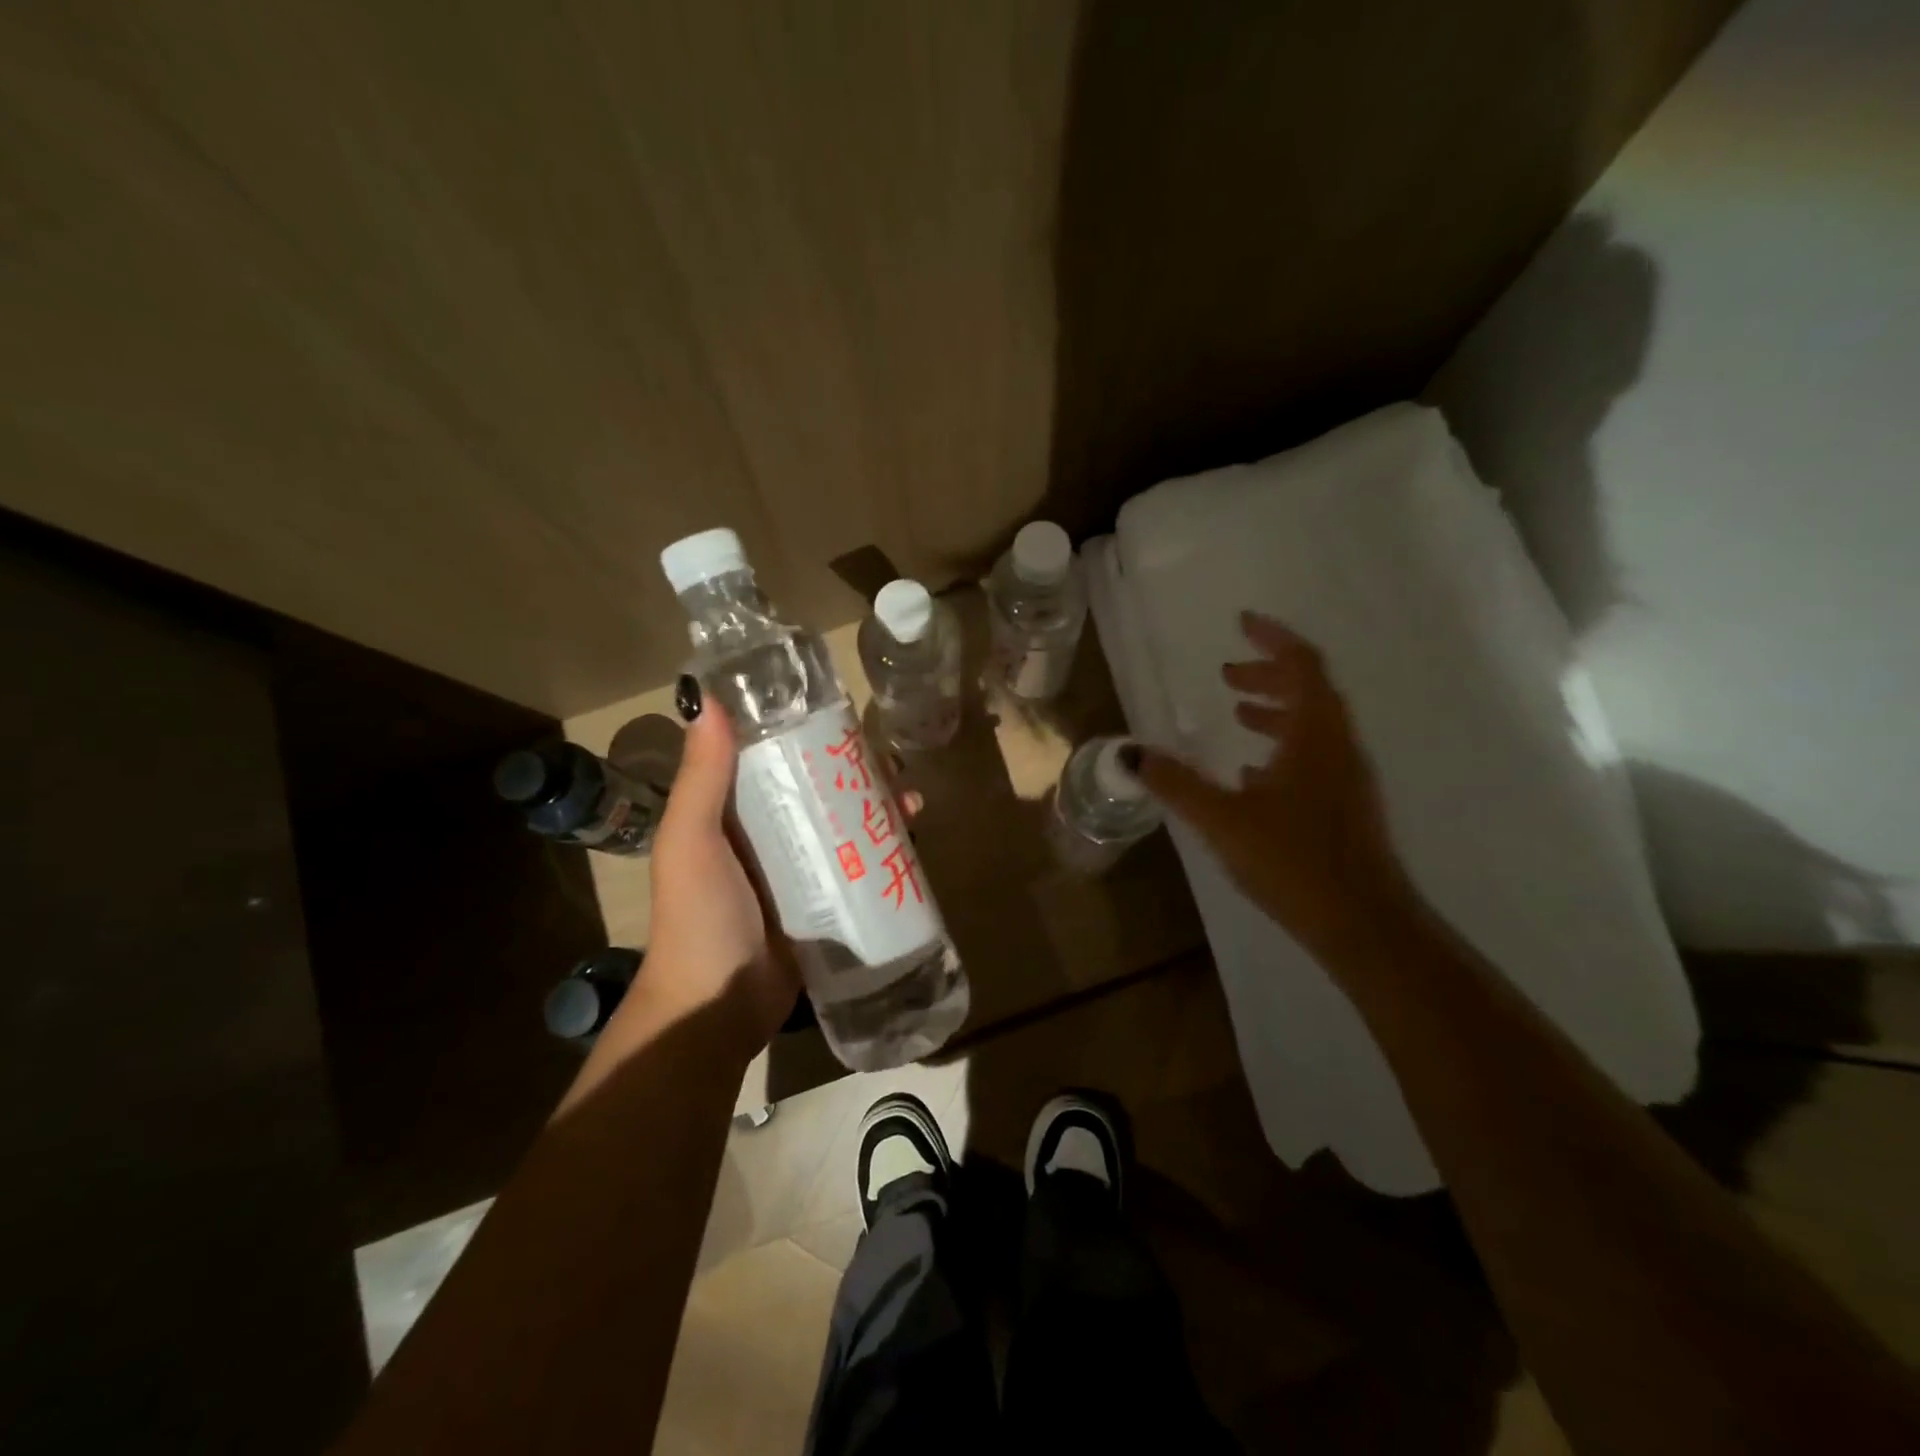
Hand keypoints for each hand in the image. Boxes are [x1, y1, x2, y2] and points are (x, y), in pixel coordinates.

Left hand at [620, 703, 925, 1058]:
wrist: (715, 1007)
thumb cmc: (699, 917)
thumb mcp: (691, 842)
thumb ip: (702, 778)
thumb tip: (708, 700)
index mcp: (731, 813)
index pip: (772, 758)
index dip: (805, 734)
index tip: (841, 716)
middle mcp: (767, 835)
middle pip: (818, 789)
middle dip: (855, 773)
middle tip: (891, 763)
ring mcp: (799, 870)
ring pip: (844, 825)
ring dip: (878, 808)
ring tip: (912, 799)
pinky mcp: (825, 902)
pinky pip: (858, 866)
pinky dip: (884, 850)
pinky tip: (913, 839)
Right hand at [1137, 611, 1412, 960]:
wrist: (1363, 925)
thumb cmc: (1294, 862)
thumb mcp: (1223, 820)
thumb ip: (1176, 784)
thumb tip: (1130, 752)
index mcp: (1316, 737)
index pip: (1304, 666)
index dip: (1273, 640)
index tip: (1242, 623)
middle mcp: (1339, 748)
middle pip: (1311, 691)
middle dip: (1269, 675)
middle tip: (1227, 676)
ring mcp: (1348, 779)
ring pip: (1314, 726)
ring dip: (1277, 711)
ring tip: (1238, 714)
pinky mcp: (1346, 808)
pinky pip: (1315, 757)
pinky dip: (1284, 747)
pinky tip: (1254, 776)